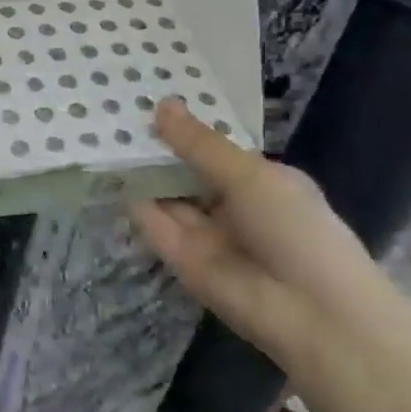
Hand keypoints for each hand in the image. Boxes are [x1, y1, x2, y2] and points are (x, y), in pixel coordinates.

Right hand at [129, 99, 398, 367]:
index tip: (149, 100)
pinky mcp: (180, 259)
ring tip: (101, 136)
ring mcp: (204, 234)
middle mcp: (231, 205)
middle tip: (113, 113)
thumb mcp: (249, 175)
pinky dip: (135, 204)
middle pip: (186, 172)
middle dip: (157, 148)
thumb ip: (200, 144)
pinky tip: (108, 174)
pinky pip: (155, 225)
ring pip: (167, 197)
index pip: (215, 150)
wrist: (309, 312)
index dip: (186, 128)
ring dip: (141, 173)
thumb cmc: (294, 228)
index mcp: (260, 181)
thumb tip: (162, 104)